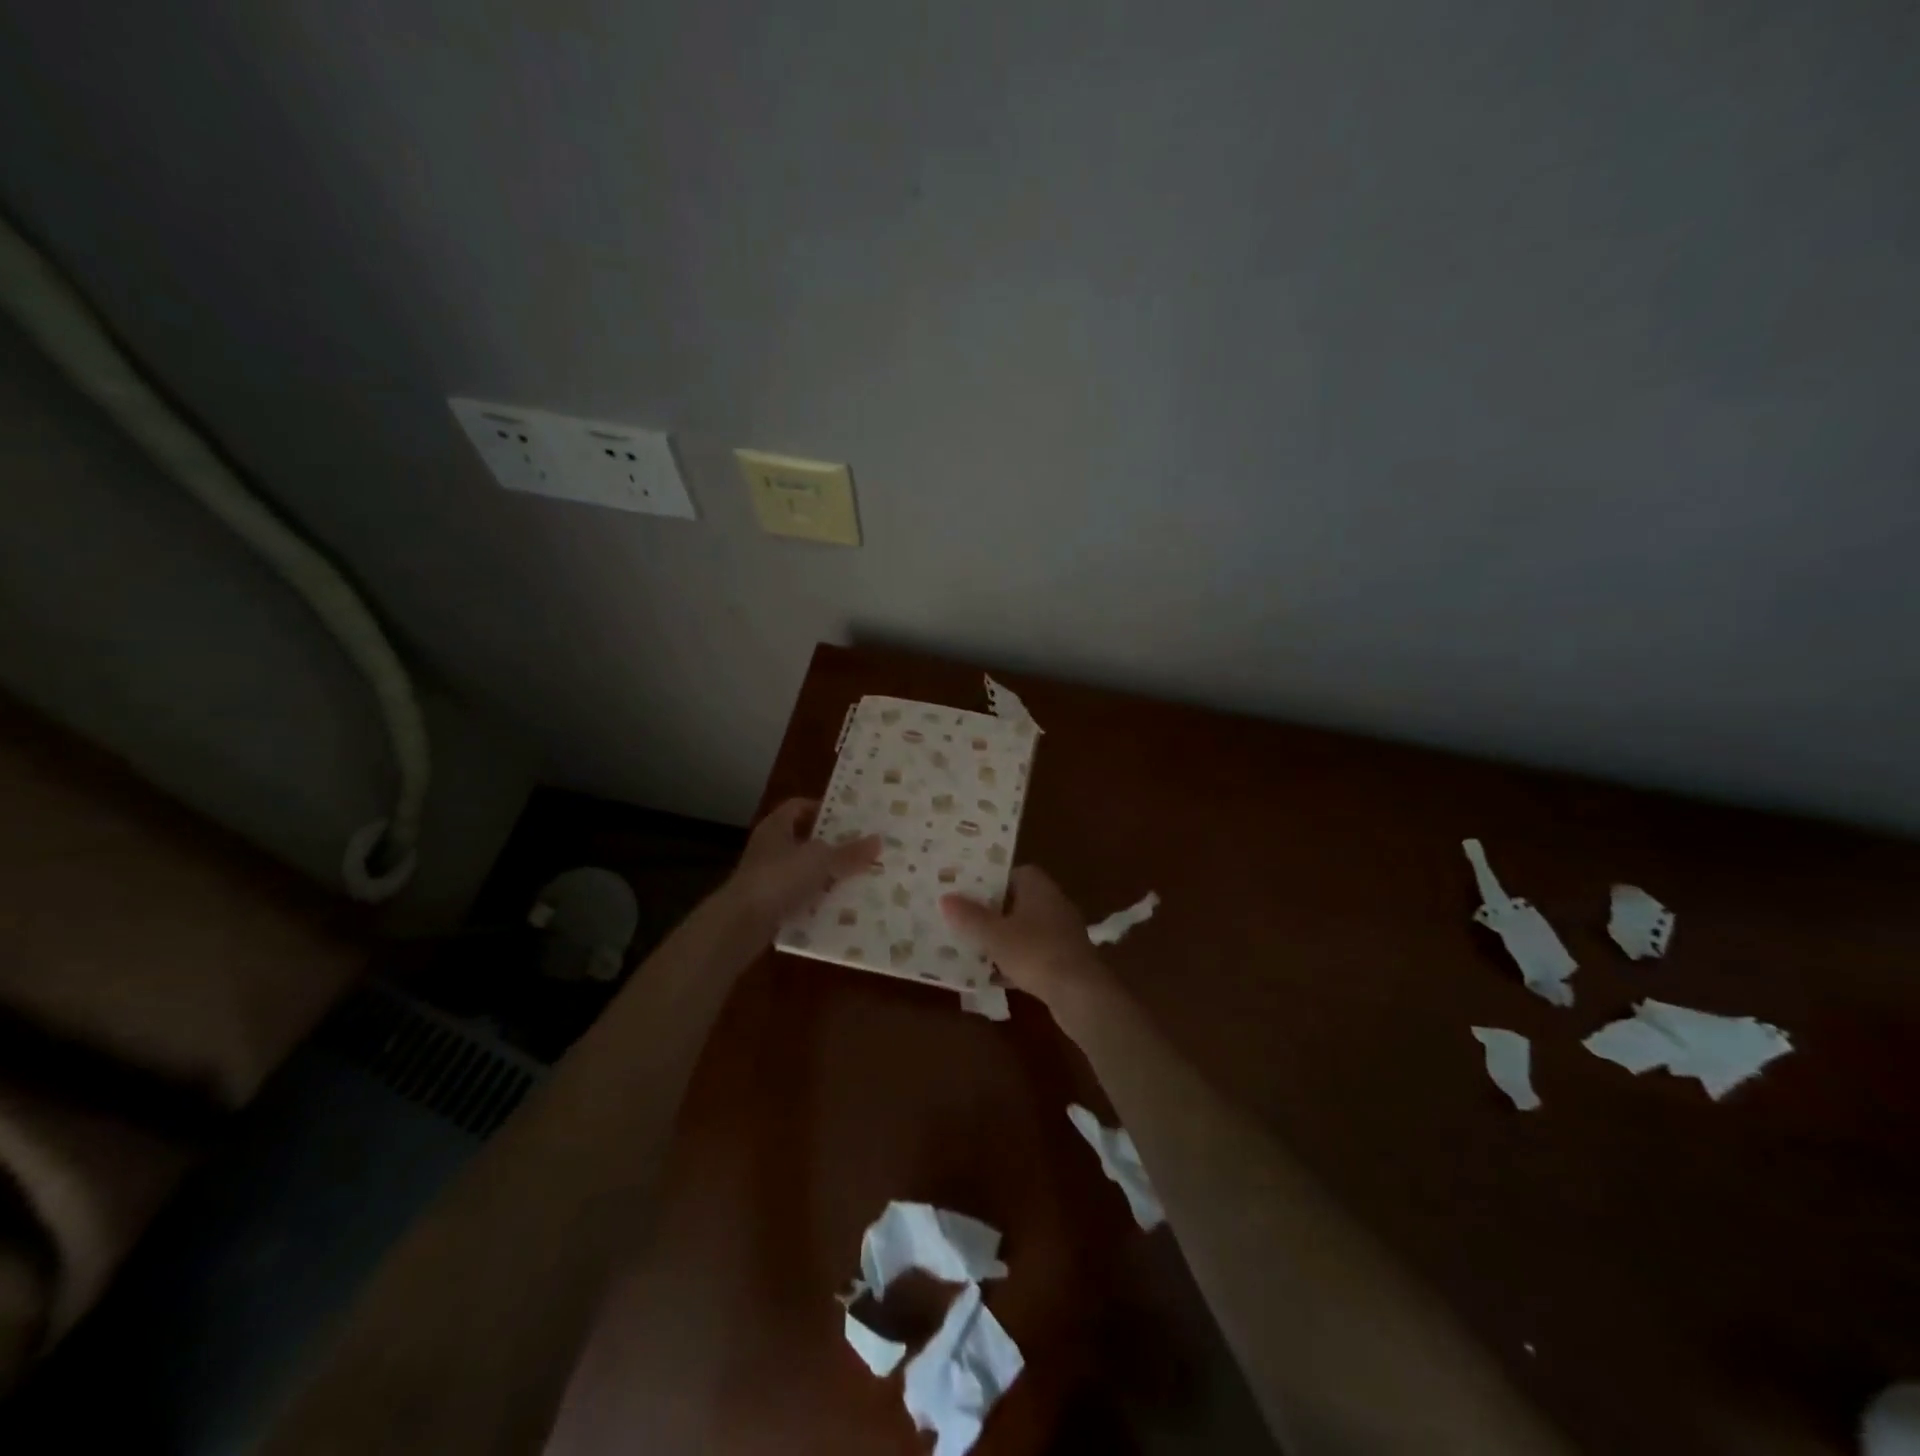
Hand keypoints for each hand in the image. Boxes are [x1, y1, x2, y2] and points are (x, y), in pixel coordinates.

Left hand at [726, 799, 879, 931]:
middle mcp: (769, 847)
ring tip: (858, 877)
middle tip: (861, 847)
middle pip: (805, 839)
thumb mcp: (821, 860)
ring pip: (804, 869)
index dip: (823, 808)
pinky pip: (800, 896)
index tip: (850, 817)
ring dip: (827, 874)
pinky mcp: (769, 904)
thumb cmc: (779, 878)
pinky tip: (839, 906)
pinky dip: (817, 899)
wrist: (741, 924)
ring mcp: (767, 877)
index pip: (799, 806)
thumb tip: (878, 840)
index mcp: (776, 826)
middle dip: (832, 844)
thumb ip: (849, 852)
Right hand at [940, 866, 1110, 1013]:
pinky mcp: (1064, 959)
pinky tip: (992, 976)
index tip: (965, 892)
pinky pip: (1032, 953)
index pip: (1011, 873)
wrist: (1080, 993)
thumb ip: (970, 916)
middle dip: (991, 912)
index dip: (988, 881)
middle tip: (962, 919)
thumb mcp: (995, 935)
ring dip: (1001, 938)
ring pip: (1023, 929)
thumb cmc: (1035, 952)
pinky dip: (1014, 960)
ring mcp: (1060, 932)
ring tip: (971, 946)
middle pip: (1016, 901)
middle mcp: (1052, 902)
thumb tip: (945, 898)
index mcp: (1038, 886)